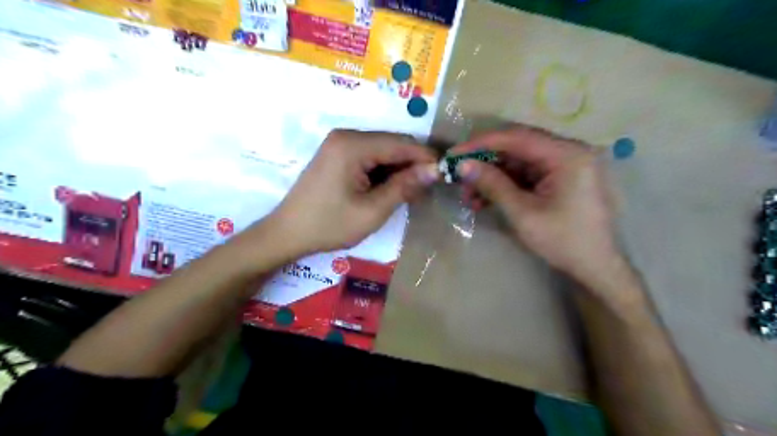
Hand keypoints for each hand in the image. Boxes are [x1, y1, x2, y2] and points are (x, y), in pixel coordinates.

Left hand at [264, 130, 439, 256]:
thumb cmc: (329, 225)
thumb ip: (404, 187)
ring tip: (410, 193)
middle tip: (427, 189)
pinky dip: (384, 171)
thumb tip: (434, 170)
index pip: (401, 143)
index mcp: (353, 145)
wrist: (287, 233)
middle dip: (412, 164)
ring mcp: (339, 144)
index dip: (426, 157)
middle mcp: (346, 136)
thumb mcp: (372, 211)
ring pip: (383, 151)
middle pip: (392, 144)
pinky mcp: (337, 155)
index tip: (445, 175)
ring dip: (399, 169)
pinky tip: (390, 189)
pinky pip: (369, 157)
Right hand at [453, 123, 622, 285]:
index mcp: (567, 155)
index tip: (454, 154)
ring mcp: (563, 166)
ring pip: (517, 163)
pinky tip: (484, 201)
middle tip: (459, 176)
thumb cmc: (563, 241)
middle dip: (485, 163)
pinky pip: (525, 175)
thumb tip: (462, 165)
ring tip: (469, 196)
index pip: (516, 138)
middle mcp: (567, 152)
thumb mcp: (522, 213)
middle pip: (516, 148)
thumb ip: (492, 184)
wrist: (595, 268)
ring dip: (491, 177)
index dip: (481, 143)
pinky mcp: (558, 179)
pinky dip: (504, 186)